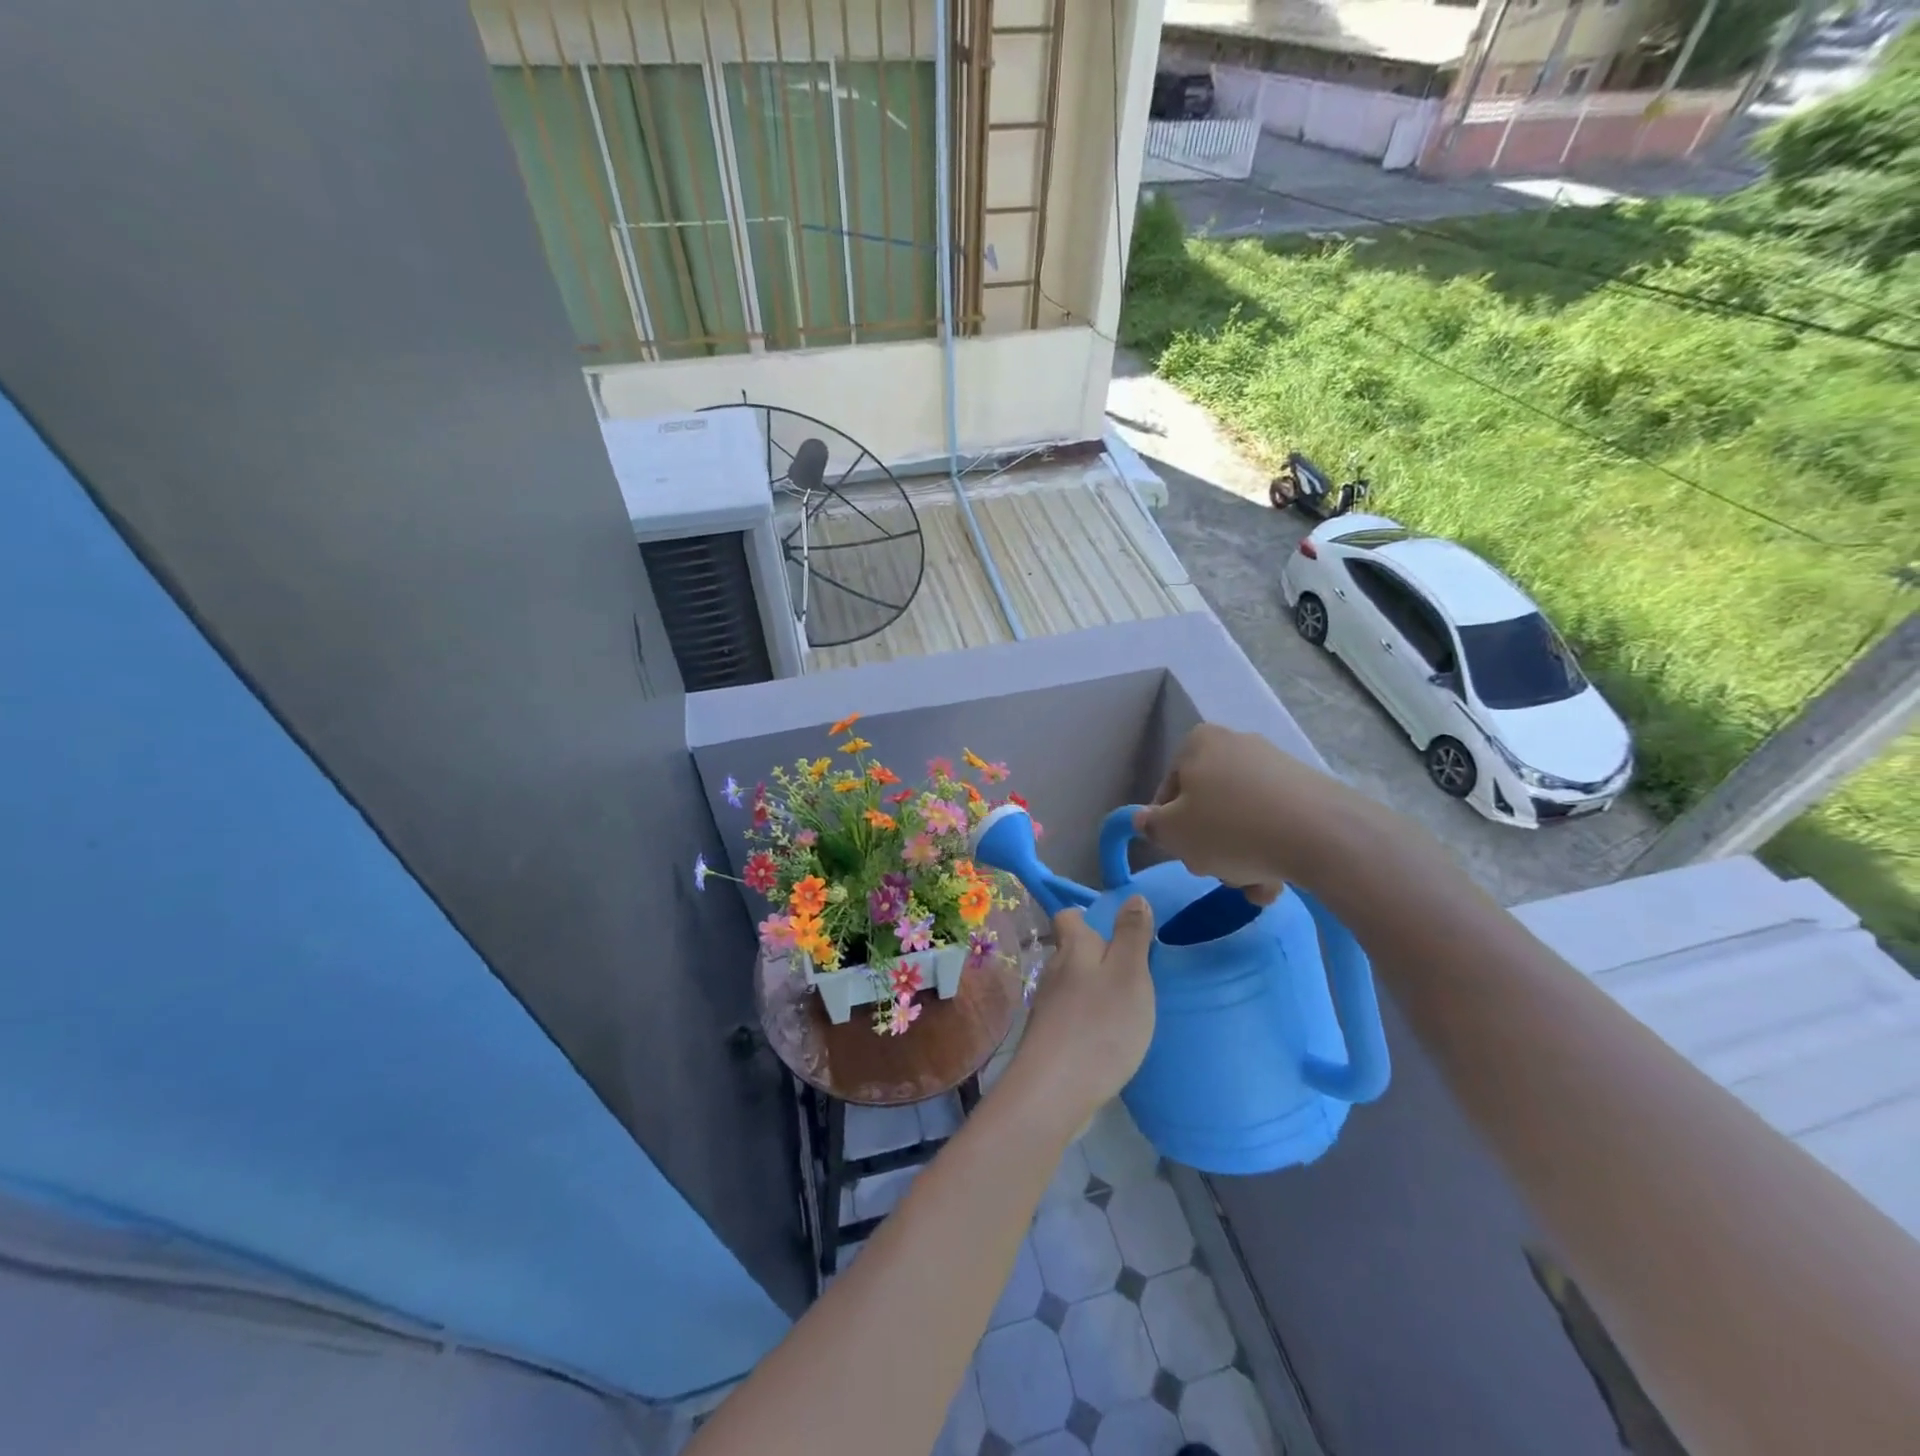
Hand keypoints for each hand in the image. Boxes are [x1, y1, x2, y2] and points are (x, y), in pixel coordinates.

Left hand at [1006, 901, 1155, 1130]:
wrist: (1054, 1090)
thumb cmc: (1100, 1025)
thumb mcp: (1129, 974)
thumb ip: (1132, 935)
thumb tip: (1133, 897)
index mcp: (1073, 947)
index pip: (1069, 915)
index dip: (1088, 916)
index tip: (1117, 928)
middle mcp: (1054, 970)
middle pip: (1073, 950)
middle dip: (1098, 955)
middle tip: (1135, 971)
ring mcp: (1048, 1006)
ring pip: (1073, 984)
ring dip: (1095, 989)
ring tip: (1128, 1005)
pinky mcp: (1049, 1038)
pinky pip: (1072, 1015)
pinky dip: (1090, 1018)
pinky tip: (1109, 1036)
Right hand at [1132, 723, 1366, 903]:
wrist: (1322, 835)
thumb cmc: (1231, 828)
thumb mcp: (1173, 834)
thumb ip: (1151, 826)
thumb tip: (1146, 820)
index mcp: (1198, 743)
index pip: (1168, 791)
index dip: (1170, 828)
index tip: (1183, 854)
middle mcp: (1236, 744)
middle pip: (1208, 806)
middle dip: (1210, 845)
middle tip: (1217, 871)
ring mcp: (1276, 765)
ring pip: (1242, 820)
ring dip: (1241, 856)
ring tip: (1255, 885)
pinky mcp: (1309, 789)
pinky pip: (1275, 823)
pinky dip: (1271, 850)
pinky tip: (1278, 880)